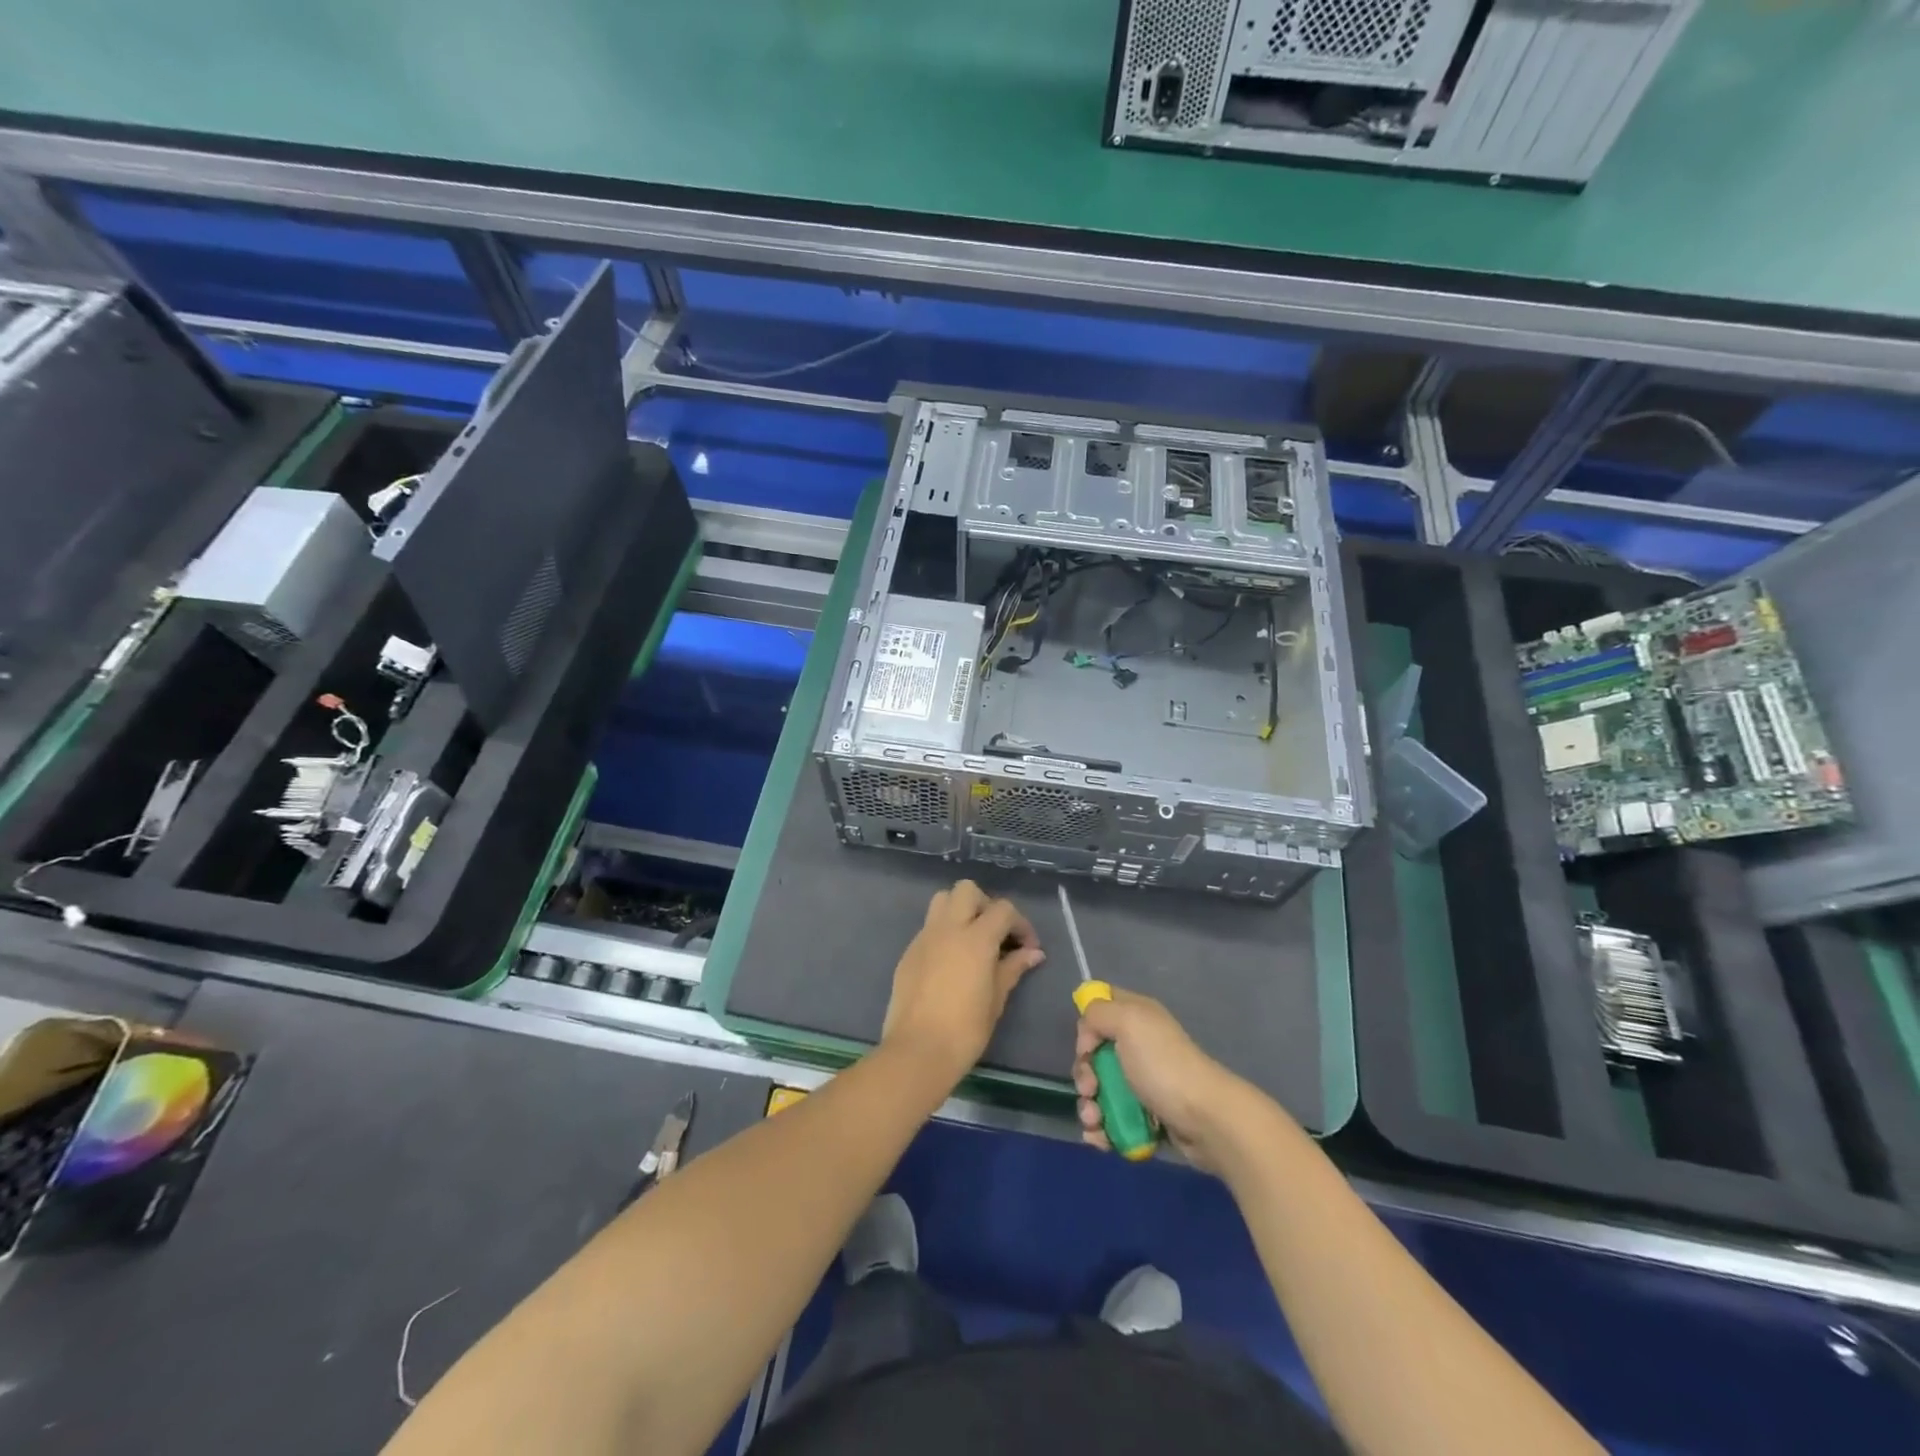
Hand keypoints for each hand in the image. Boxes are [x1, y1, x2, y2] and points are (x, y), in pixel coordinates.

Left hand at [882, 880, 1043, 1088]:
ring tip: (973, 940)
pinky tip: (951, 962)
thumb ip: (1013, 968)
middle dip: (986, 905)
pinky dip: (944, 932)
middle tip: (996, 935)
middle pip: (967, 890)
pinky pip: (929, 927)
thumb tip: (1033, 953)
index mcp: (975, 938)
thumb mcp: (997, 999)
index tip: (1028, 947)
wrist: (917, 1051)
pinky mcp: (909, 952)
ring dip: (961, 910)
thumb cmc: (965, 1029)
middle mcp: (948, 928)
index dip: (1020, 924)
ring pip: (943, 900)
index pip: (1003, 909)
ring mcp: (924, 937)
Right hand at [1074, 989, 1250, 1170]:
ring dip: (1089, 1107)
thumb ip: (1098, 1013)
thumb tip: (1088, 1033)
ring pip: (1100, 1090)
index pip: (1102, 1006)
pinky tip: (1100, 1138)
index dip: (1087, 1024)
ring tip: (1095, 1121)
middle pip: (1095, 1054)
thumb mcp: (1128, 1021)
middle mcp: (1139, 1045)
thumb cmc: (1163, 1065)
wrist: (1206, 1119)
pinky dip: (1102, 1129)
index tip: (1087, 1046)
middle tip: (1091, 1088)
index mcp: (1136, 1016)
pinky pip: (1113, 1119)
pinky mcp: (1147, 1116)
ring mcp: (1143, 1082)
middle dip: (1085, 1074)